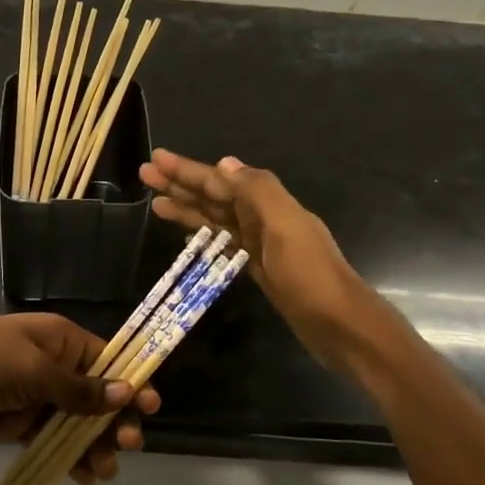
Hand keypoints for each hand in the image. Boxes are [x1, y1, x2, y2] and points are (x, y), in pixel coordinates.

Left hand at [0, 314, 154, 484]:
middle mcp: (52, 366)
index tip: (150, 407)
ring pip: (75, 422)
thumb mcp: (34, 369)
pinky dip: (67, 457)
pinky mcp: (15, 424)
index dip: (129, 382)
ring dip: (93, 444)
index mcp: (60, 340)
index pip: (106, 360)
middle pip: (95, 395)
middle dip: (114, 420)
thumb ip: (78, 388)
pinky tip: (83, 476)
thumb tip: (125, 392)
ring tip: (104, 471)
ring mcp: (34, 397)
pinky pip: (50, 440)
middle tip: (128, 445)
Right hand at [138, 149, 369, 370]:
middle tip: (145, 175)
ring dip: (187, 209)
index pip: (220, 181)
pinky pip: (224, 243)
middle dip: (181, 185)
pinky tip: (187, 234)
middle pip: (215, 197)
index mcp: (269, 204)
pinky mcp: (257, 269)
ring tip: (155, 203)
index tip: (156, 159)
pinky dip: (204, 235)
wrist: (339, 325)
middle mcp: (262, 218)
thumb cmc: (310, 275)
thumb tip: (224, 163)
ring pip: (216, 219)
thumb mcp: (286, 226)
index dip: (188, 170)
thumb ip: (258, 191)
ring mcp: (260, 244)